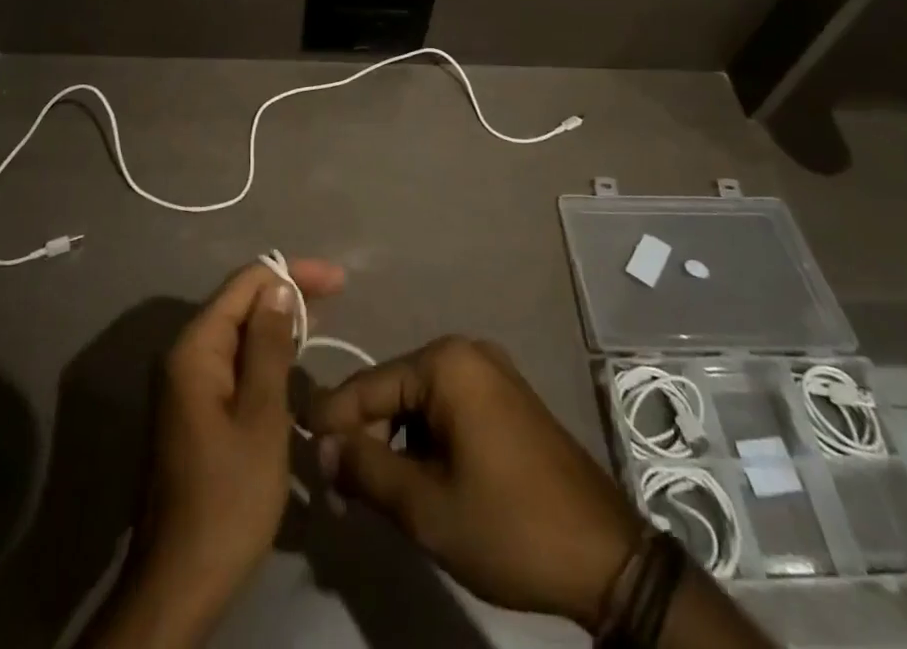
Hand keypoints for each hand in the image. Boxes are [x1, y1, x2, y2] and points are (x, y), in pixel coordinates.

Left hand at [96, 257, 344, 647]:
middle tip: (337, 294)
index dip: (292, 273)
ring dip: (276, 323)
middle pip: (239, 303)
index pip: (245, 284)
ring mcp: (185, 384)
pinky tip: (290, 359)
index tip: (338, 280)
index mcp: (195, 349)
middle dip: (286, 293)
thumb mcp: (261, 418)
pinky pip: (232, 362)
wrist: (179, 584)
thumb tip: (278, 287)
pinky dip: (263, 353)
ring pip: (236, 333)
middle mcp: (183, 356)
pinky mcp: (192, 410)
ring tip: (322, 320)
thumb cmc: (228, 498)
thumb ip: (270, 346)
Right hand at [310, 336, 641, 631]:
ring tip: (380, 490)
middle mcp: (466, 351)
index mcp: (445, 363)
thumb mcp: (426, 507)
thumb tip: (322, 447)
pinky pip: (448, 407)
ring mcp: (491, 371)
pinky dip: (426, 438)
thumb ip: (366, 469)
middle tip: (342, 489)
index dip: (330, 422)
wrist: (604, 554)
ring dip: (396, 441)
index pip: (366, 385)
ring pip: (419, 400)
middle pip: (393, 388)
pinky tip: (422, 478)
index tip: (302, 454)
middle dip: (365, 435)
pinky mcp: (507, 396)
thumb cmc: (508, 524)